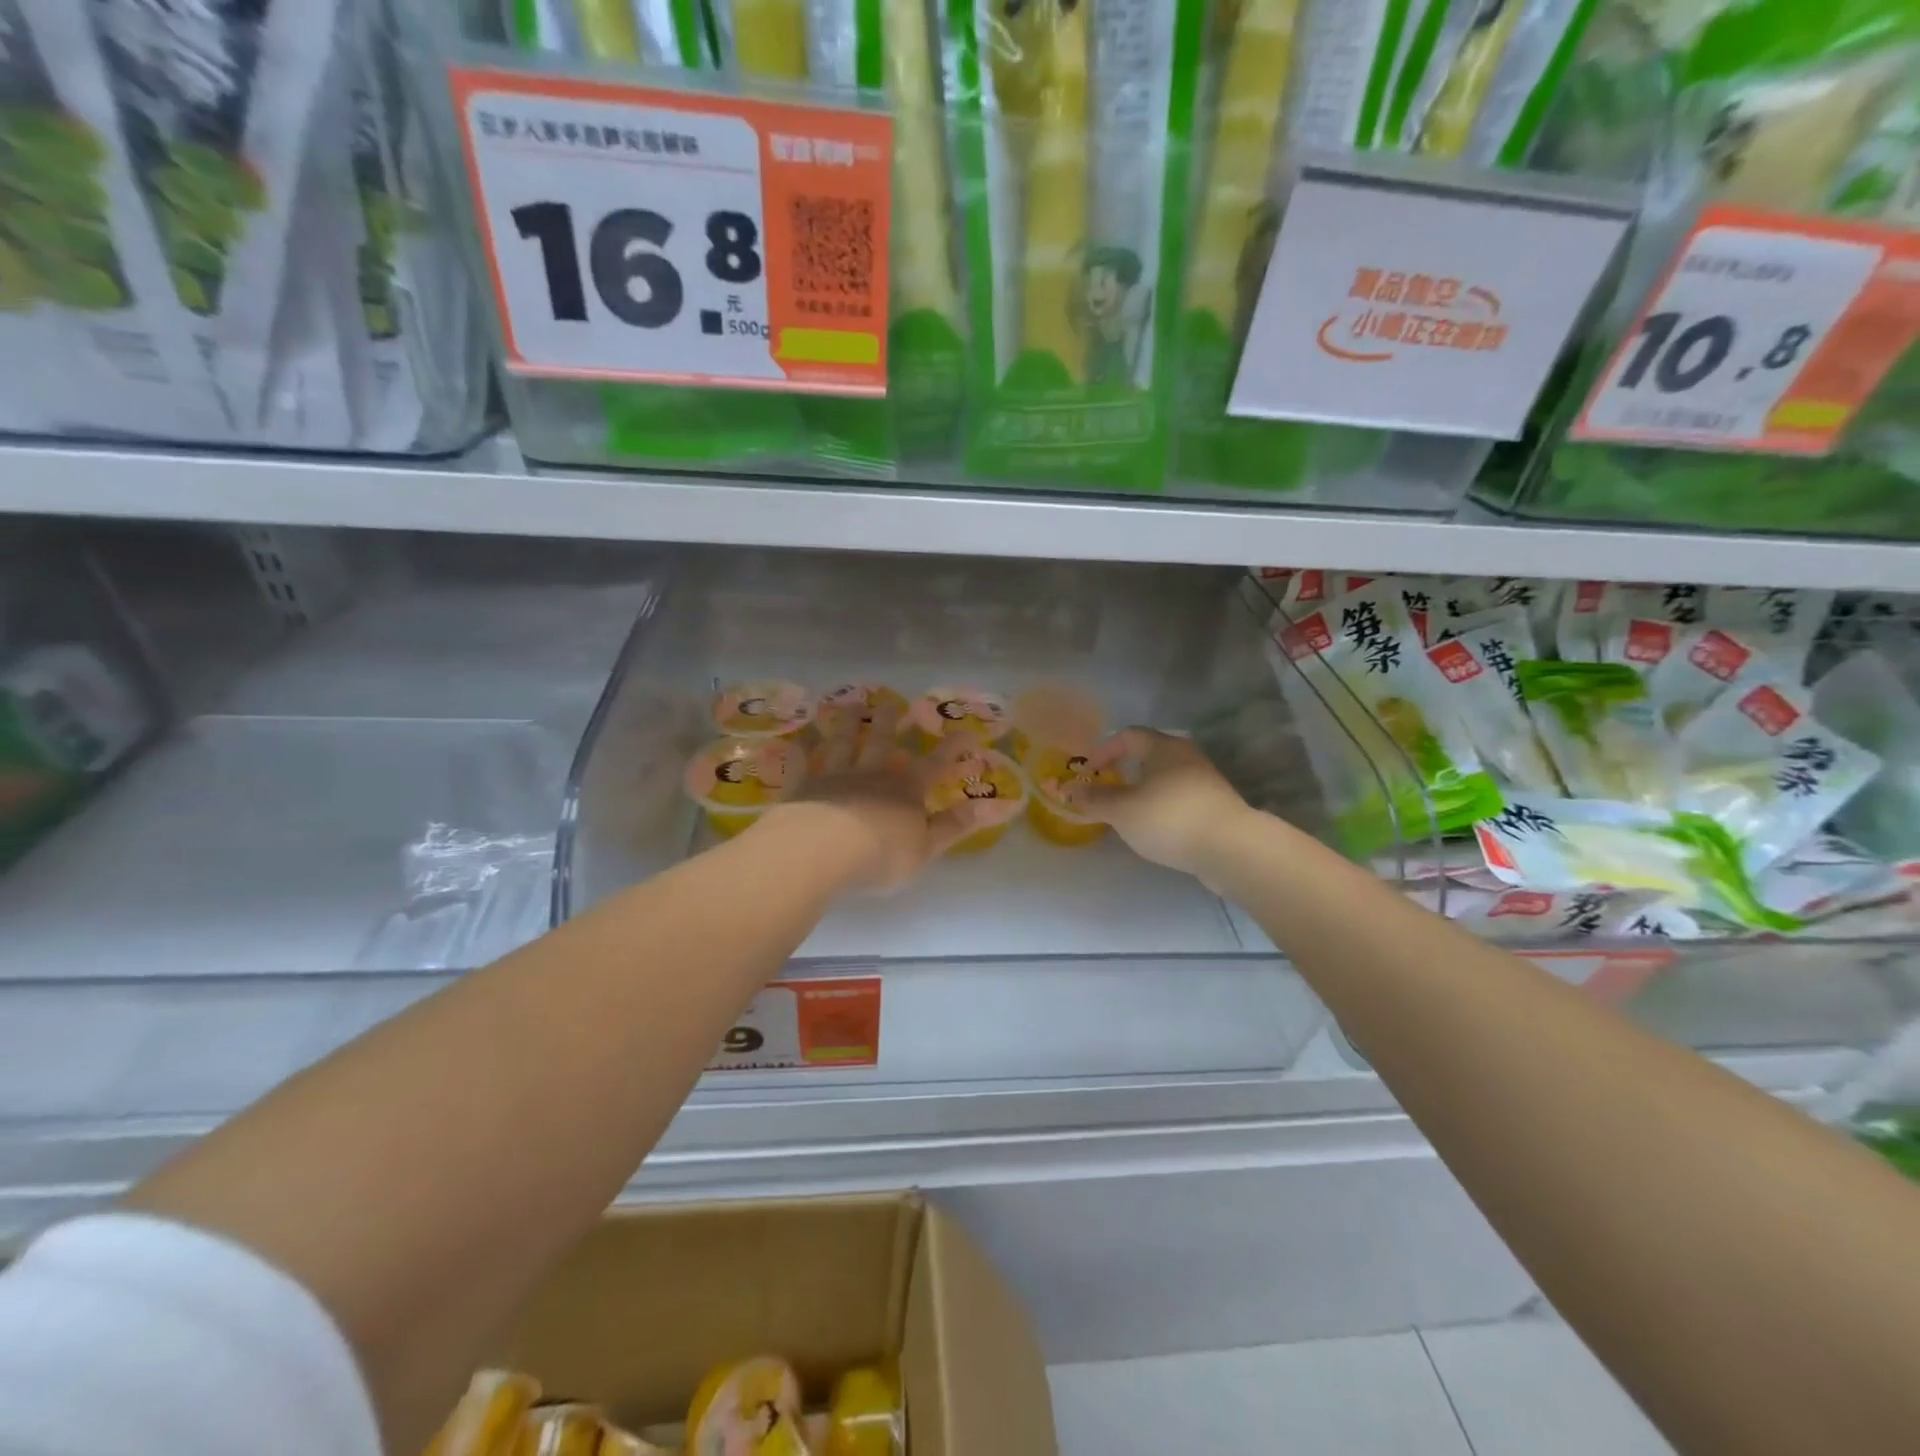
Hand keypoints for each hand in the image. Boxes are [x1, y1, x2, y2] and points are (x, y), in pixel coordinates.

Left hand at [758, 708, 980, 893]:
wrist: (823, 851)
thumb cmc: (881, 855)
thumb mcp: (926, 847)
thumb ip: (952, 826)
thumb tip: (985, 807)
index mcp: (906, 789)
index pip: (935, 764)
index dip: (951, 748)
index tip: (965, 731)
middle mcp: (871, 774)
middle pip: (882, 742)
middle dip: (889, 722)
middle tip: (891, 702)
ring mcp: (834, 776)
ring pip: (842, 743)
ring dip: (847, 724)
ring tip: (850, 706)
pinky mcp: (803, 787)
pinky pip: (801, 764)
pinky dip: (801, 750)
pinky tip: (798, 738)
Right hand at [1067, 728, 1255, 881]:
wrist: (1231, 849)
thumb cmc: (1170, 818)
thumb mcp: (1122, 810)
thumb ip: (1094, 799)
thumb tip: (1067, 789)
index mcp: (1163, 747)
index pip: (1126, 736)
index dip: (1102, 750)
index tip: (1087, 772)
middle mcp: (1186, 757)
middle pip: (1147, 755)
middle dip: (1122, 770)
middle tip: (1104, 789)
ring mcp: (1204, 781)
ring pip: (1164, 778)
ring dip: (1141, 790)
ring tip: (1125, 812)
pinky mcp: (1214, 806)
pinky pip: (1178, 798)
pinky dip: (1159, 806)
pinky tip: (1152, 828)